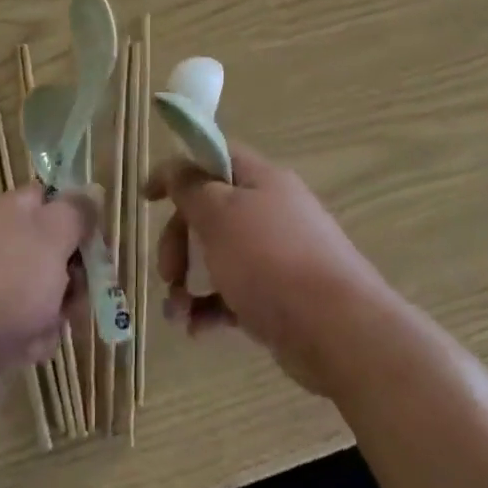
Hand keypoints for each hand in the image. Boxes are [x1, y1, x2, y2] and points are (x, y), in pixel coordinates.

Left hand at [0, 185, 95, 399]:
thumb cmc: (6, 283)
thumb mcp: (53, 236)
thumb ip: (77, 212)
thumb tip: (91, 191)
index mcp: (11, 210)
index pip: (51, 196)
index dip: (77, 215)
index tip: (95, 240)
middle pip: (53, 249)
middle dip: (73, 275)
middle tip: (79, 293)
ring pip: (44, 291)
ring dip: (56, 312)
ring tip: (46, 327)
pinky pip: (24, 325)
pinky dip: (31, 338)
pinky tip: (25, 350)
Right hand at [146, 142, 393, 394]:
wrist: (340, 331)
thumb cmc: (271, 260)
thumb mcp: (219, 214)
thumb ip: (191, 187)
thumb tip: (176, 167)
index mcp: (260, 179)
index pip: (213, 156)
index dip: (178, 170)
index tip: (147, 196)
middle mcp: (270, 210)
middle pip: (210, 209)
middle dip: (179, 239)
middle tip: (166, 272)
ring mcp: (278, 254)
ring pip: (219, 255)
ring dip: (188, 281)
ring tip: (176, 313)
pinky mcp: (281, 296)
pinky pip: (235, 293)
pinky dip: (210, 308)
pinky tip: (196, 330)